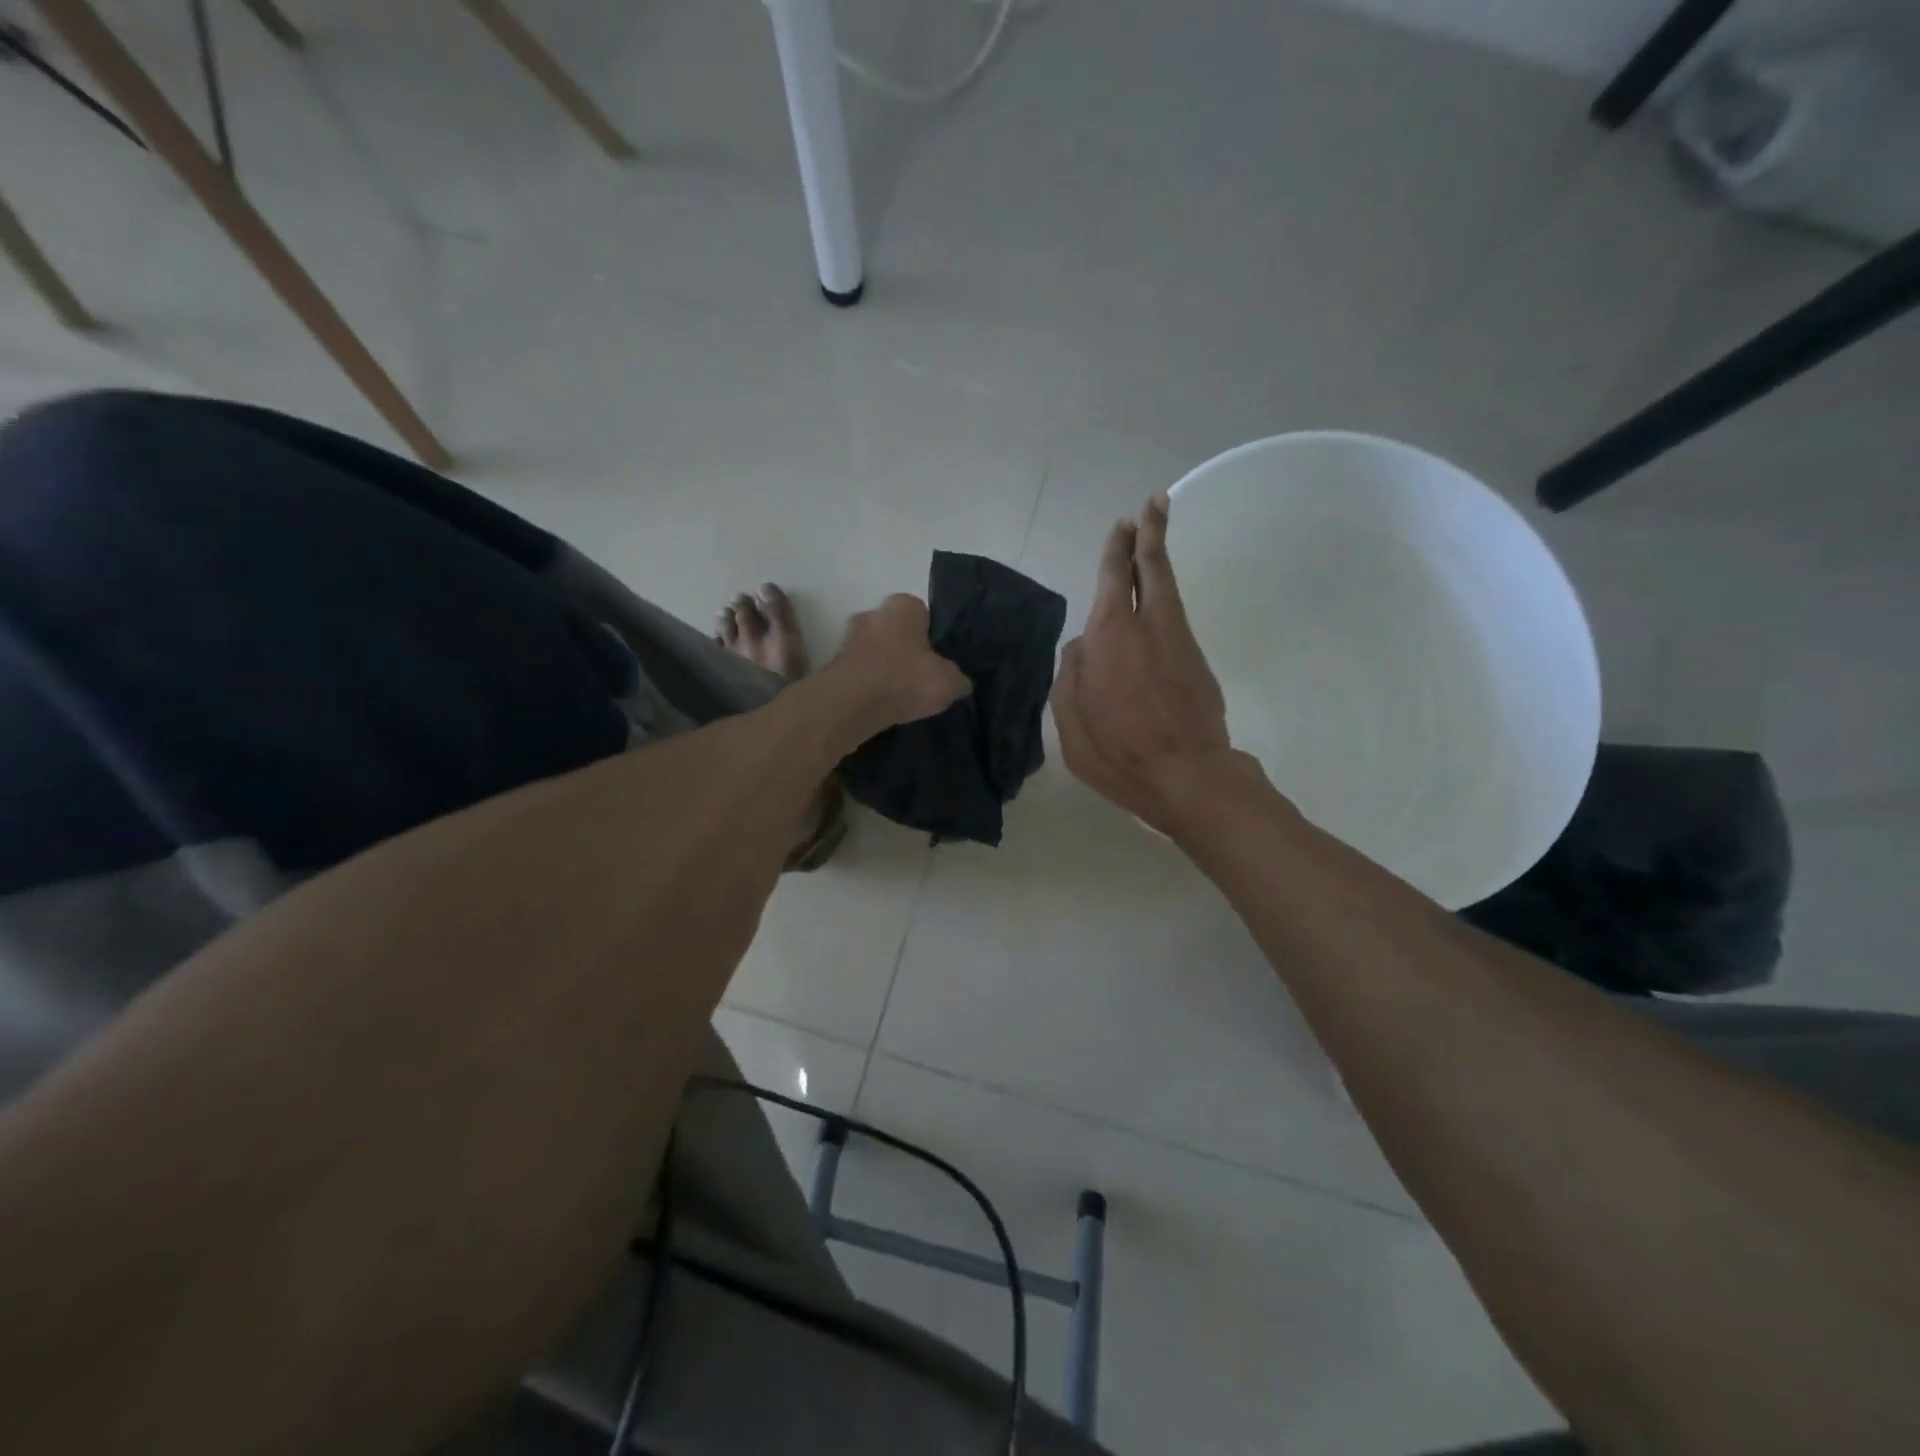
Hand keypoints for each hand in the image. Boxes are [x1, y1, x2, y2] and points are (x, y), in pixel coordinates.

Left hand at [828, 594, 971, 734]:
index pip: (925, 615)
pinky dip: (870, 686)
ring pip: (877, 653)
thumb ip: (958, 678)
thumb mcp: (949, 682)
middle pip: (897, 632)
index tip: (939, 662)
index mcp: (904, 605)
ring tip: (902, 697)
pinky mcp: (834, 665)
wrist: (849, 705)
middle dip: (907, 652)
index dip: (934, 639)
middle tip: (922, 679)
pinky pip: (862, 673)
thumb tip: (960, 682)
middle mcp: (873, 613)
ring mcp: (848, 638)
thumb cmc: (904, 680)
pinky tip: (882, 705)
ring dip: (887, 670)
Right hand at [1051, 493, 1258, 833]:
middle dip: (1148, 534)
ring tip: (1153, 536)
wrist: (1188, 777)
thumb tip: (1081, 646)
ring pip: (1169, 589)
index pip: (1114, 577)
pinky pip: (1176, 618)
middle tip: (1152, 504)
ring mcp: (1178, 642)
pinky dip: (1165, 597)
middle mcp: (1148, 627)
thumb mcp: (1070, 722)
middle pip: (1152, 568)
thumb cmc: (1118, 753)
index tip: (1124, 523)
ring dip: (1160, 559)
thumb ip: (1070, 675)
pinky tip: (1156, 602)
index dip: (1118, 549)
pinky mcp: (1197, 661)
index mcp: (1110, 636)